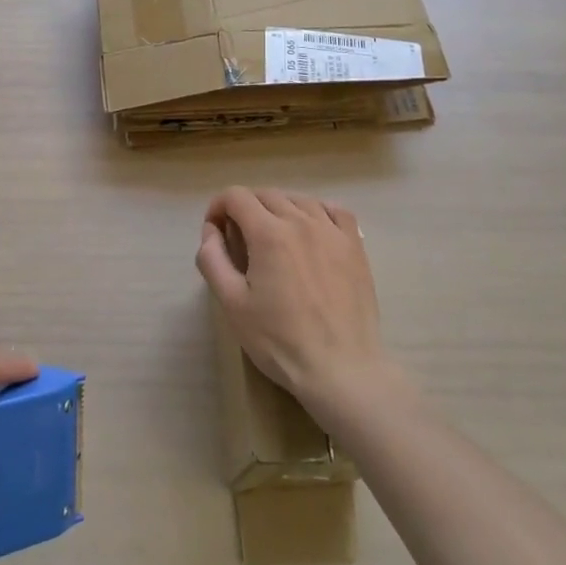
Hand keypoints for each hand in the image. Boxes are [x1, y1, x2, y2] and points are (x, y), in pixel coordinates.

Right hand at [196, 187, 392, 412]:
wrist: (341, 369)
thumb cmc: (280, 340)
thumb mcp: (232, 304)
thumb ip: (213, 260)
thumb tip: (210, 231)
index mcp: (268, 233)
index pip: (236, 196)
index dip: (218, 207)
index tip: (215, 231)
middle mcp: (301, 221)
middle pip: (266, 195)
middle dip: (245, 209)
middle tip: (239, 240)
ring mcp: (332, 231)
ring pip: (298, 200)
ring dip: (278, 209)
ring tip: (273, 237)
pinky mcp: (355, 246)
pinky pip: (335, 211)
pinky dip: (317, 211)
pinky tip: (312, 229)